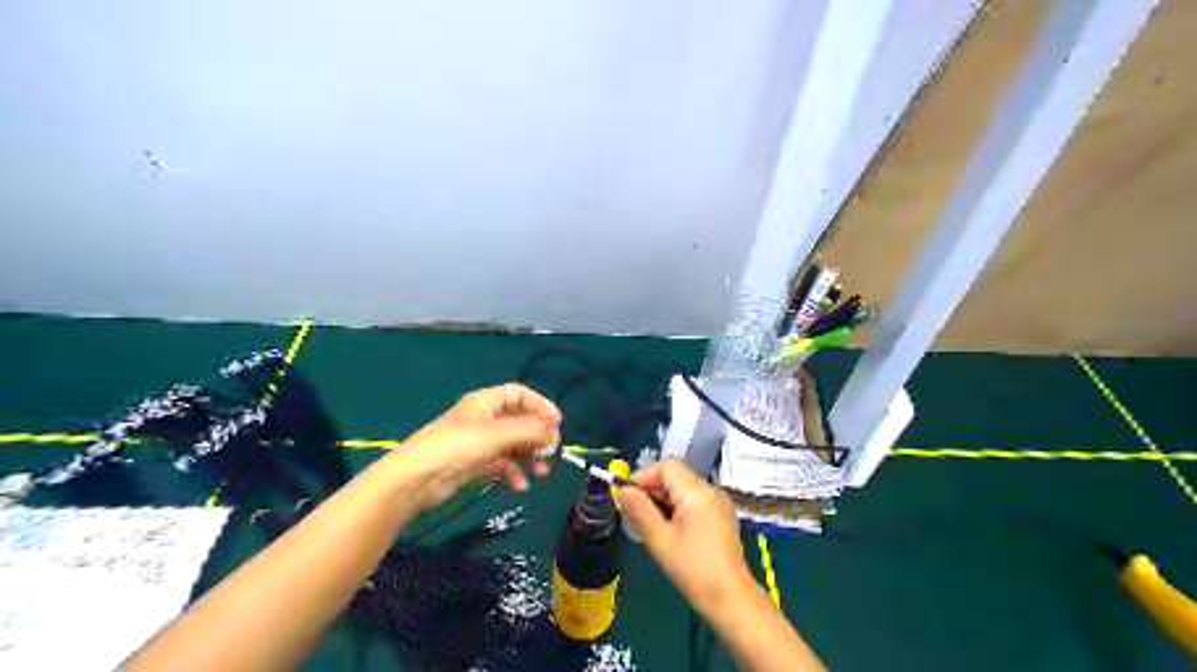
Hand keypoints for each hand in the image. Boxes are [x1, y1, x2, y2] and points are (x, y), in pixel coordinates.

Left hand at [395, 383, 562, 508]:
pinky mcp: (474, 463)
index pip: (520, 394)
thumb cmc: (457, 446)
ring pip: (513, 444)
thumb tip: (554, 432)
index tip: (557, 423)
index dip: (540, 405)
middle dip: (537, 435)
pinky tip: (521, 486)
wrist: (416, 479)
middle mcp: (484, 418)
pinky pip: (502, 463)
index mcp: (486, 402)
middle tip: (552, 451)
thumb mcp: (497, 434)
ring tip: (542, 472)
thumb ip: (529, 431)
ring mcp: (479, 441)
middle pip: (519, 420)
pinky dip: (513, 472)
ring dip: (529, 457)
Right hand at [622, 460, 748, 616]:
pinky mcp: (722, 515)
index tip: (628, 495)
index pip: (667, 466)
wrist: (730, 598)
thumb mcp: (659, 539)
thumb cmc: (692, 568)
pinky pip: (695, 500)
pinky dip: (678, 507)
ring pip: (684, 488)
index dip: (644, 476)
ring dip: (664, 499)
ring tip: (649, 524)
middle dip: (652, 489)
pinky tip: (669, 529)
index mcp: (696, 491)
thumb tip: (623, 489)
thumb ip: (640, 509)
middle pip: (676, 475)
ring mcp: (719, 502)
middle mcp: (711, 490)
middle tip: (634, 513)